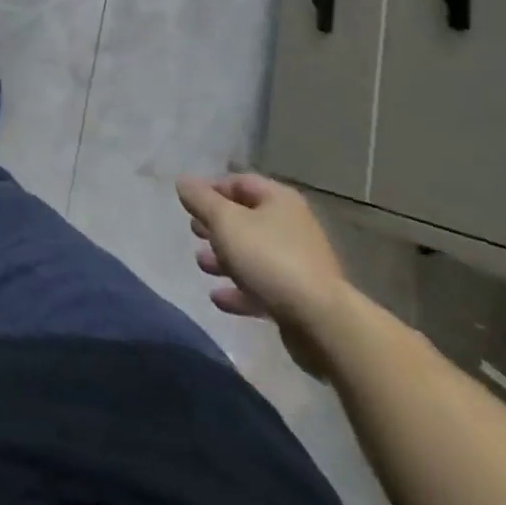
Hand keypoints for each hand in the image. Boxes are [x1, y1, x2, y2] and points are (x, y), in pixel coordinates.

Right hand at [175, 173, 349, 376]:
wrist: (322, 323)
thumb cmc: (269, 258)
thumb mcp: (225, 221)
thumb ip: (200, 199)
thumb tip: (183, 181)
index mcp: (278, 200)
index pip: (239, 182)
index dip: (211, 189)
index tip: (189, 204)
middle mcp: (291, 226)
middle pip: (246, 219)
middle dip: (216, 226)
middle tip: (194, 232)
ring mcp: (298, 264)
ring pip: (252, 254)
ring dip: (224, 259)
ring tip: (202, 265)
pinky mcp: (299, 298)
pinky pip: (262, 286)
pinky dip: (239, 290)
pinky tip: (219, 298)